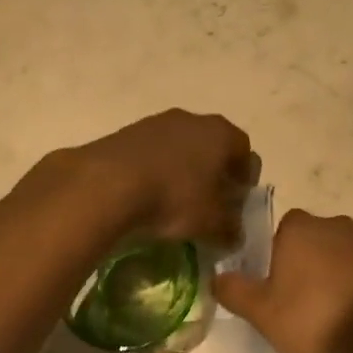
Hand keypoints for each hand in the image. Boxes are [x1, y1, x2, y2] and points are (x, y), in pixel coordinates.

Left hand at [60, 110, 255, 245]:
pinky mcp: (126, 132)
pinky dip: (154, 170)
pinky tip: (147, 194)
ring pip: (180, 147)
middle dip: (213, 172)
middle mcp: (192, 119)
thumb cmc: (174, 198)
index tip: (237, 201)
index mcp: (221, 133)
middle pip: (211, 145)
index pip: (244, 152)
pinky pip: (151, 152)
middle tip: (209, 201)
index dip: (244, 178)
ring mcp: (156, 122)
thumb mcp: (211, 223)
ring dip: (181, 170)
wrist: (108, 183)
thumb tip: (234, 234)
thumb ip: (230, 228)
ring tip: (174, 200)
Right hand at [213, 210, 352, 352]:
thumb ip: (234, 290)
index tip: (277, 286)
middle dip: (307, 262)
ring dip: (334, 273)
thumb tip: (217, 277)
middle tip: (300, 300)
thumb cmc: (312, 320)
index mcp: (301, 227)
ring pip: (341, 254)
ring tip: (329, 311)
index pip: (282, 230)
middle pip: (313, 239)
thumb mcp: (261, 312)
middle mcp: (336, 224)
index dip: (277, 257)